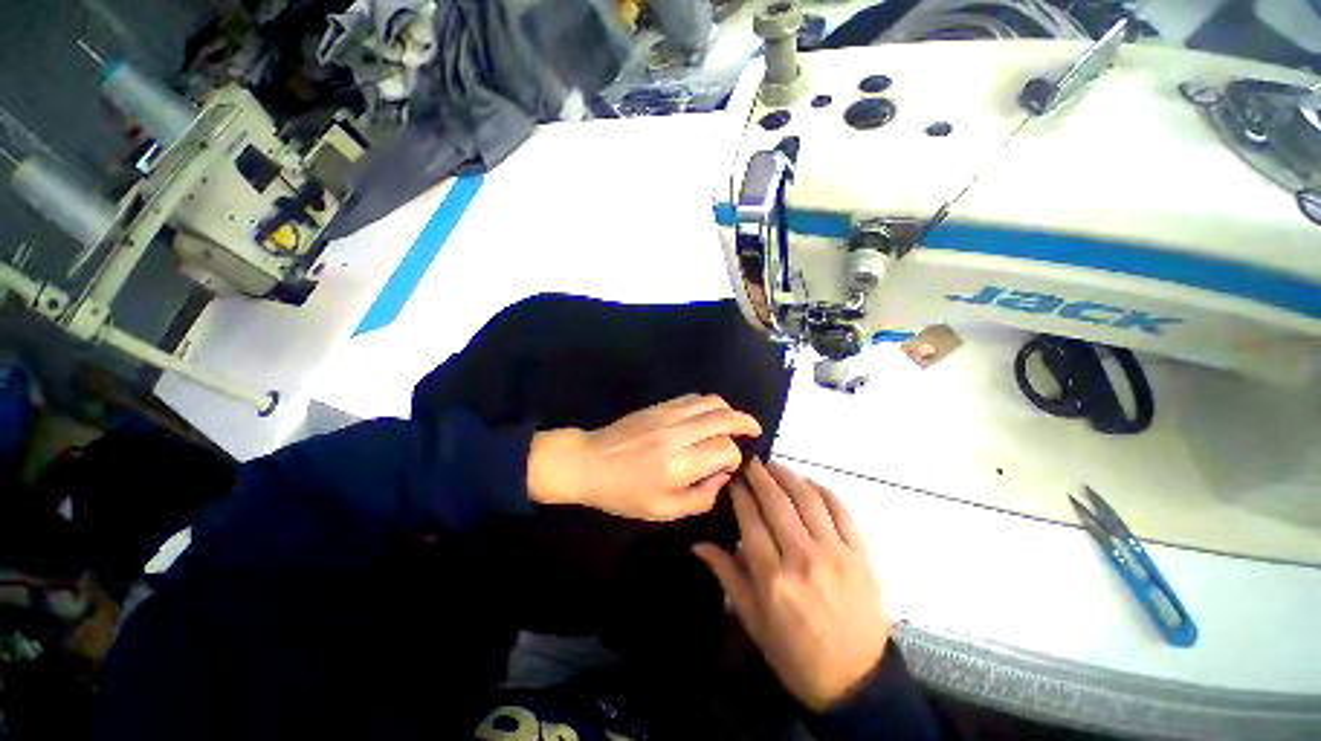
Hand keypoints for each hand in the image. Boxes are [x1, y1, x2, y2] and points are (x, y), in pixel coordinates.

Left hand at [528, 394, 761, 520]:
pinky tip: (708, 415)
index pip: (724, 449)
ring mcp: (667, 415)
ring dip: (728, 410)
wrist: (588, 462)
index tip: (726, 468)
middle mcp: (678, 434)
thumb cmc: (623, 493)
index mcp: (679, 465)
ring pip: (711, 402)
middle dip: (745, 423)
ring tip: (734, 421)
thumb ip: (700, 498)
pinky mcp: (659, 405)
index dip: (733, 458)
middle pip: (724, 418)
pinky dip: (708, 403)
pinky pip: (692, 397)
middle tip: (754, 430)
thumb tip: (721, 476)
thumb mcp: (662, 511)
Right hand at [694, 460, 888, 711]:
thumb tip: (698, 545)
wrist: (854, 682)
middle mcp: (803, 559)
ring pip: (807, 498)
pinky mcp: (860, 555)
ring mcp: (836, 554)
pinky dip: (823, 490)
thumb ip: (727, 575)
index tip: (732, 478)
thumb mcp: (753, 620)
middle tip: (750, 462)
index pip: (750, 519)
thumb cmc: (794, 654)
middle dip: (760, 475)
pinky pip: (841, 510)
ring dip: (788, 475)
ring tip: (774, 465)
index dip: (739, 493)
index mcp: (772, 578)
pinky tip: (808, 483)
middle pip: (776, 501)